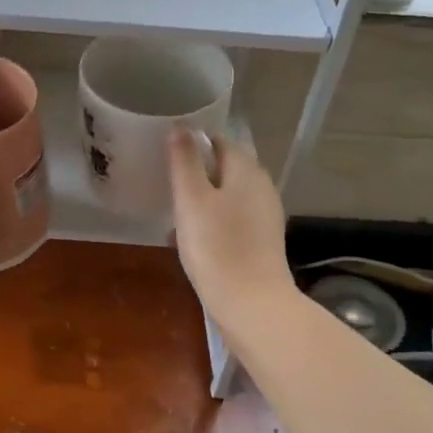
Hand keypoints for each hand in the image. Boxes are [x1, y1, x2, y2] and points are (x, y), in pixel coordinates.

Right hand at [168, 129, 294, 328]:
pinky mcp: (263, 242)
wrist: (253, 306)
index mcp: (246, 170)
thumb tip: (181, 126)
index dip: (193, 143)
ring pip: (229, 195)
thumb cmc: (217, 247)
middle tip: (167, 184)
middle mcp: (262, 187)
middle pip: (226, 168)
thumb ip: (185, 161)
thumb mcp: (192, 199)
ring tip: (175, 213)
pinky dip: (213, 222)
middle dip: (198, 172)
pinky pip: (233, 220)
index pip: (219, 141)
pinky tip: (193, 240)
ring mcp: (265, 216)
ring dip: (203, 199)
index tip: (167, 155)